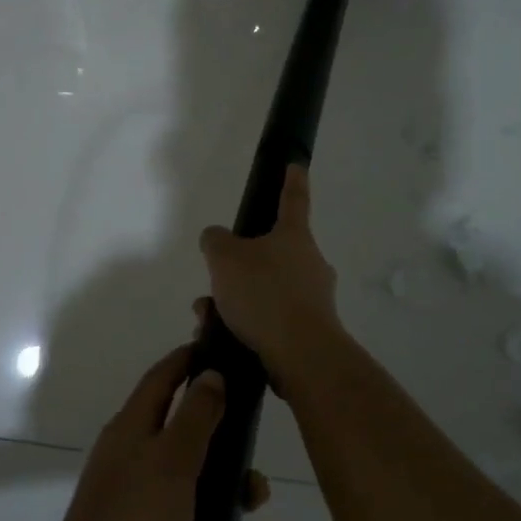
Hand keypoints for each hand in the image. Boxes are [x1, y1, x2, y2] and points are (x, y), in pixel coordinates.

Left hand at [36, 343, 269, 520]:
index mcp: (134, 430)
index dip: (189, 360)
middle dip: (231, 466)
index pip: (163, 378)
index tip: (221, 350)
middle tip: (257, 490)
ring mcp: (140, 507)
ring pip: (200, 498)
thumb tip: (210, 371)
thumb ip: (195, 417)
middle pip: (192, 443)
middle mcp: (135, 461)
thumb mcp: (171, 463)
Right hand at [199, 164, 344, 390]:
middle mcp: (310, 264)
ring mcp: (313, 299)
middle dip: (238, 266)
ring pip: (265, 290)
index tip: (296, 165)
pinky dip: (244, 324)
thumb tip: (217, 239)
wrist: (302, 355)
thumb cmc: (264, 294)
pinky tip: (220, 337)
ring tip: (207, 317)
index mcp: (294, 237)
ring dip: (234, 300)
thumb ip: (215, 241)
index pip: (293, 200)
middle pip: (271, 254)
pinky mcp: (309, 331)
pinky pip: (269, 319)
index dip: (292, 181)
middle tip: (214, 282)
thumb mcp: (225, 257)